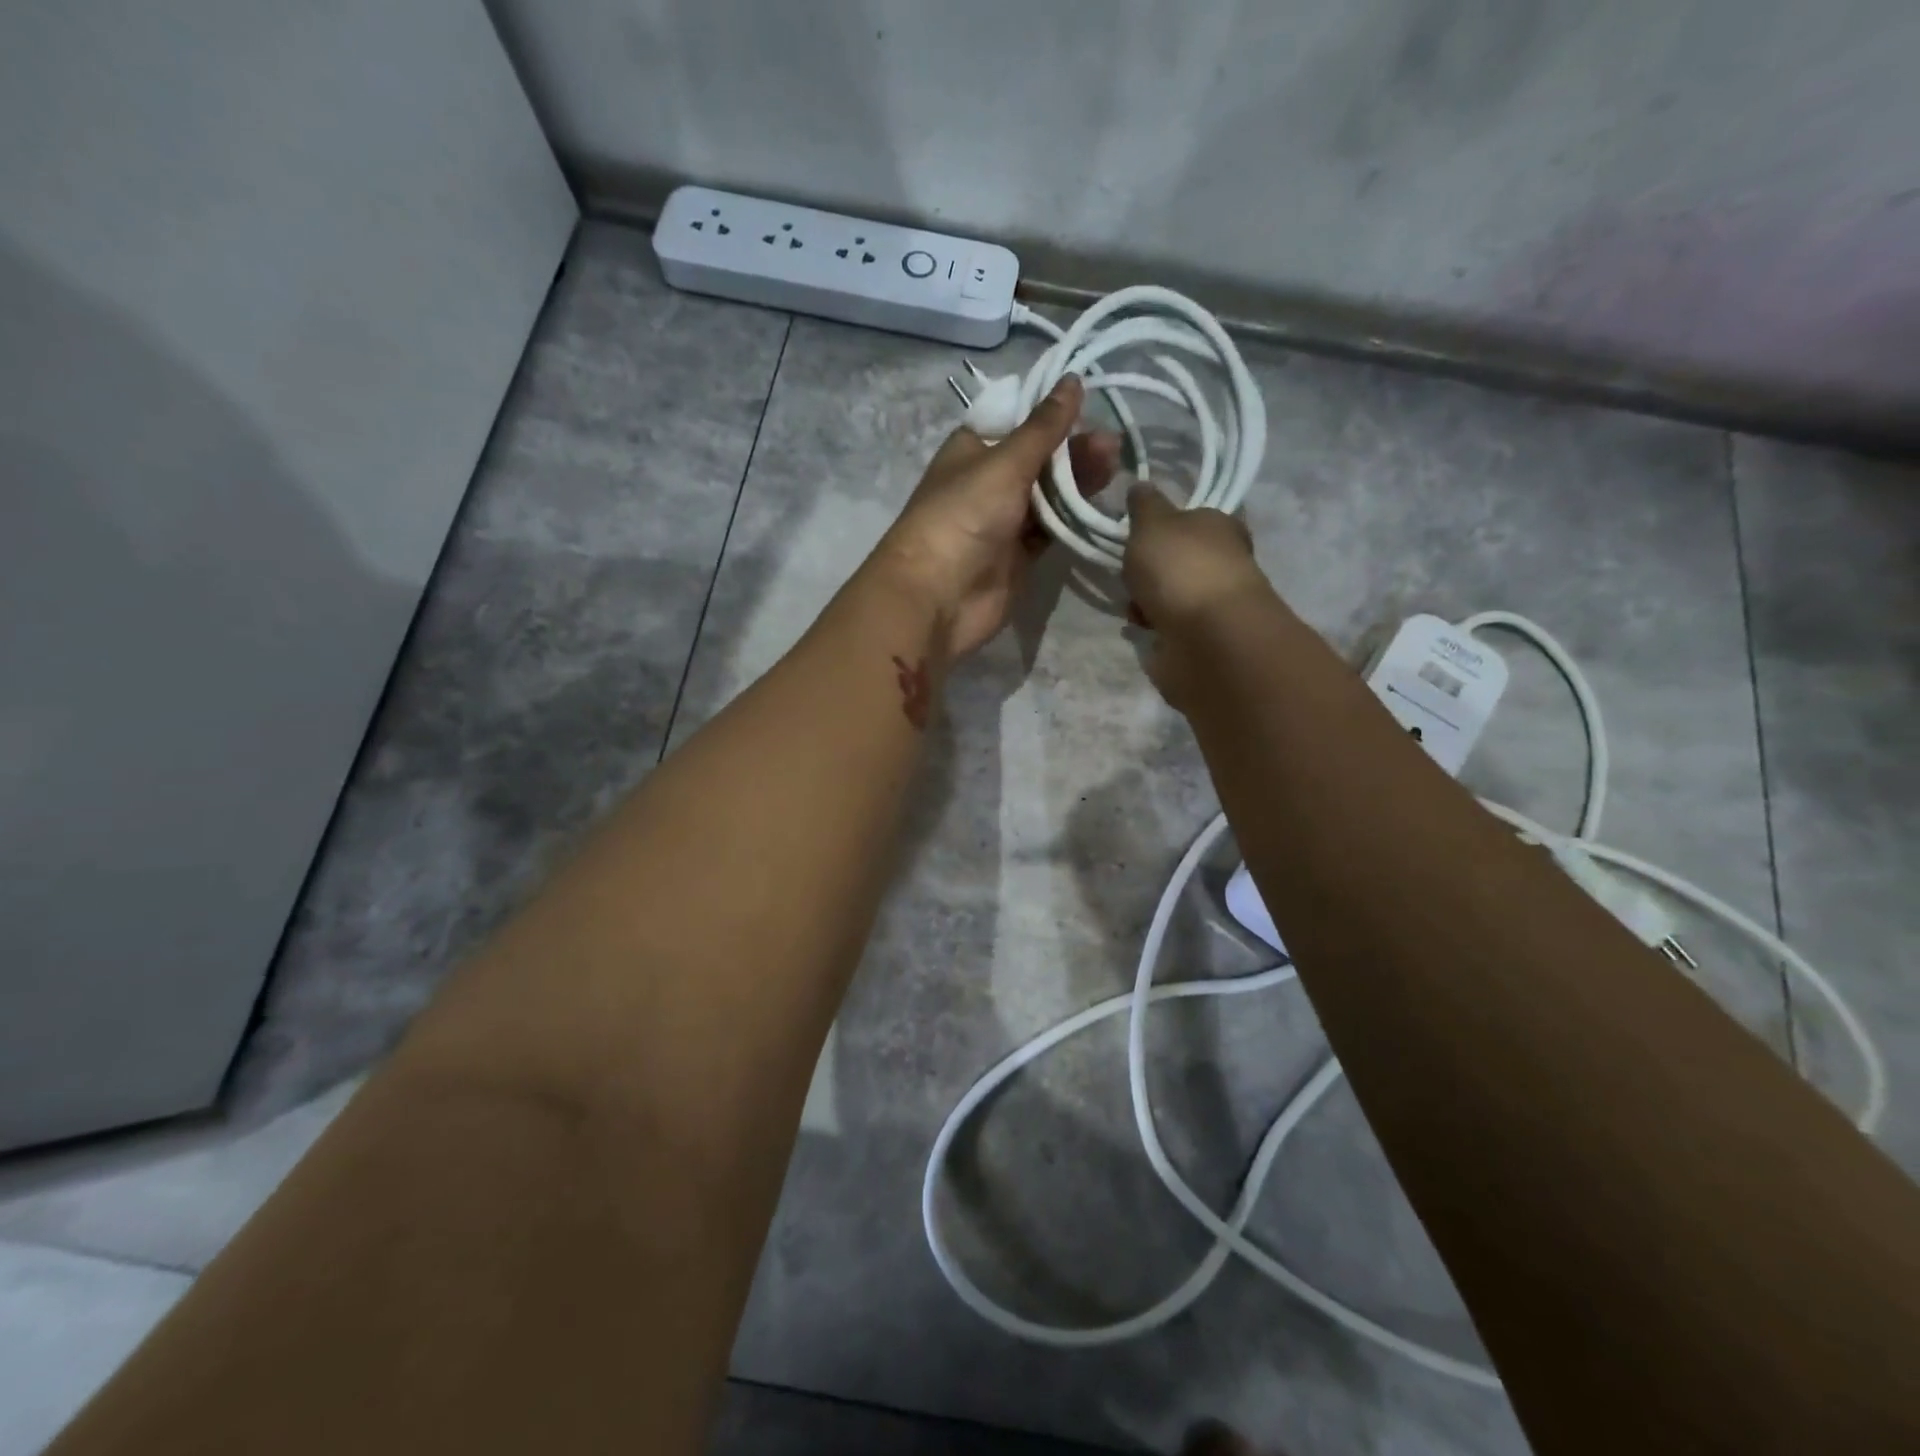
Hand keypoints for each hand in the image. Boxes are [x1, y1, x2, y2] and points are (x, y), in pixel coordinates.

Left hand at [872, 375, 1121, 657]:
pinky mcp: (1019, 555)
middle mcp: (988, 481)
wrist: (938, 597)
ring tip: (1115, 466)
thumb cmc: (963, 516)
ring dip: (1079, 481)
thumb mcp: (1004, 463)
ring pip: (1049, 494)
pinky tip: (1101, 502)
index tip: (1090, 404)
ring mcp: (1004, 521)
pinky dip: (1073, 517)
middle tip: (1113, 446)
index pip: (1017, 421)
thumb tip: (1072, 381)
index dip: (1051, 412)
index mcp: (973, 449)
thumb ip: (1043, 428)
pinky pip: (1052, 529)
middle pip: (1038, 458)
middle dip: (1073, 449)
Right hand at [1122, 482, 1274, 704]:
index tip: (1139, 535)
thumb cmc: (1181, 568)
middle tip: (1129, 572)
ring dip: (1147, 601)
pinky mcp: (1203, 639)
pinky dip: (1153, 627)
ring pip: (1171, 595)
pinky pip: (1170, 627)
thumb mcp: (1153, 523)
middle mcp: (1224, 562)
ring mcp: (1215, 604)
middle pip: (1179, 560)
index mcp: (1222, 526)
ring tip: (1132, 607)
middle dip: (1150, 569)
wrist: (1207, 637)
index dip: (1167, 525)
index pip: (1195, 517)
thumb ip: (1144, 505)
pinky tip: (1140, 628)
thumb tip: (1141, 486)